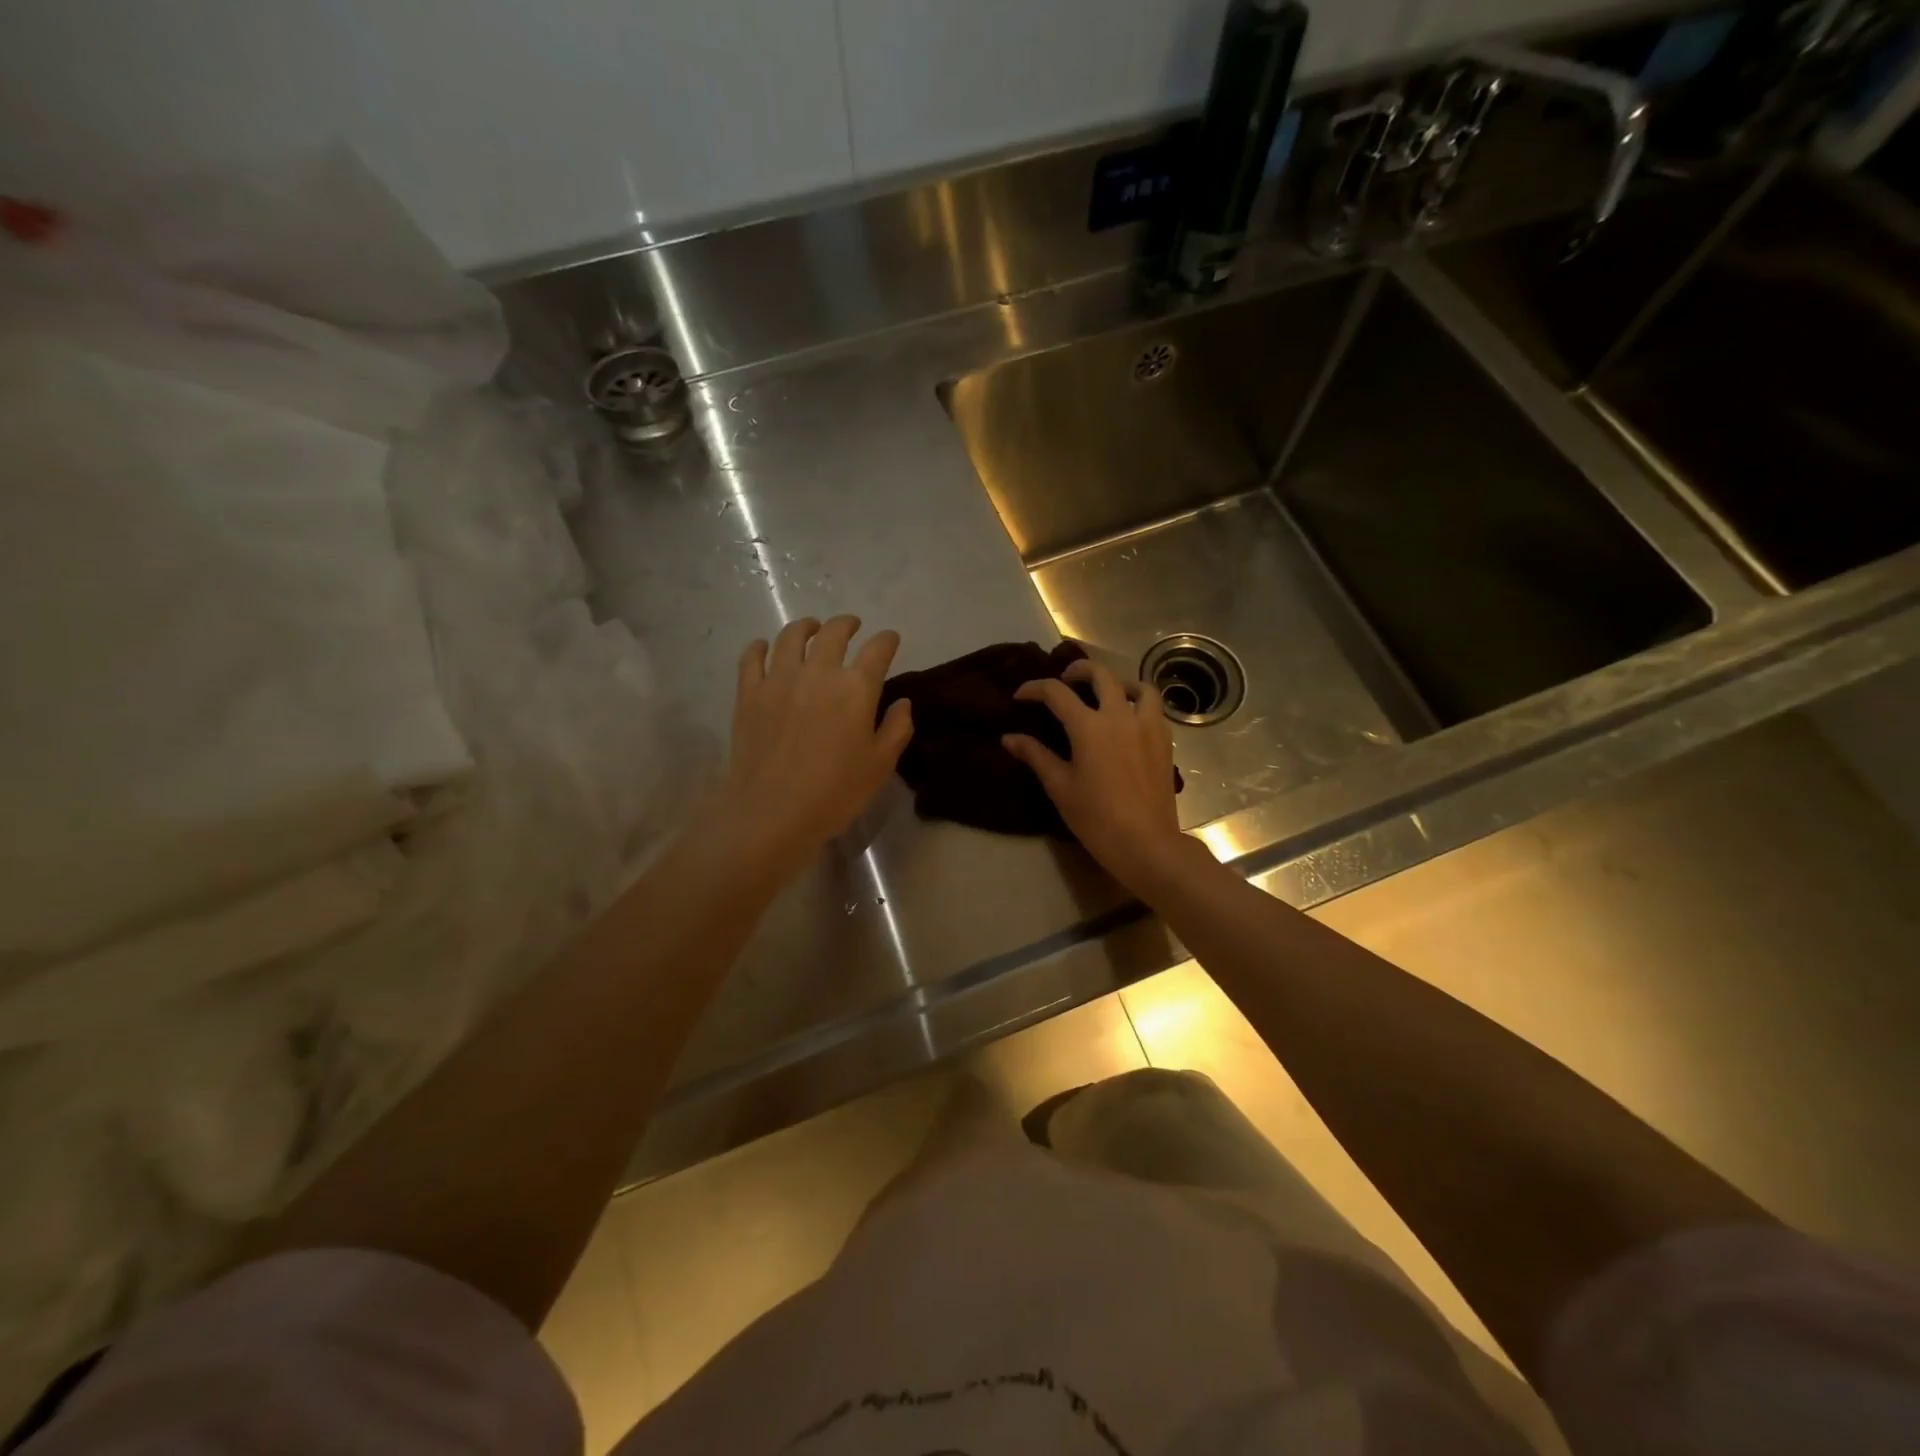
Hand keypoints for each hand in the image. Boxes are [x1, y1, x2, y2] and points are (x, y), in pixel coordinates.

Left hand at [717, 616, 912, 878]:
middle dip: (847, 624)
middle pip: (834, 632)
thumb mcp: (880, 766)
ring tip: (812, 628)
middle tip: (852, 626)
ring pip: (791, 636)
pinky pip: (752, 657)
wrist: (772, 812)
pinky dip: (761, 647)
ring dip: (806, 626)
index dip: (887, 640)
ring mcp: (779, 679)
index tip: (890, 639)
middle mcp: (818, 672)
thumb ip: (896, 729)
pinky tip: (766, 648)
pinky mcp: (749, 693)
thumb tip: (902, 703)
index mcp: (856, 688)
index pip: (877, 649)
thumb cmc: (835, 793)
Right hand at [1002, 658, 1191, 892]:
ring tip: (1106, 694)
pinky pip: (1154, 708)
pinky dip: (1140, 703)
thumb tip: (1009, 738)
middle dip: (1078, 670)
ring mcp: (1147, 726)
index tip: (1021, 696)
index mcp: (1089, 726)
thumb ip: (1035, 756)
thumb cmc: (1096, 818)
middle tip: (1064, 680)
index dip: (1034, 689)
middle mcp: (1119, 715)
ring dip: (1118, 682)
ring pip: (1137, 686)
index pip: (1056, 693)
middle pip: (1100, 674)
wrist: (1146, 843)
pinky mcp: (1164, 741)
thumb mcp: (1060, 787)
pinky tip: (1129, 719)